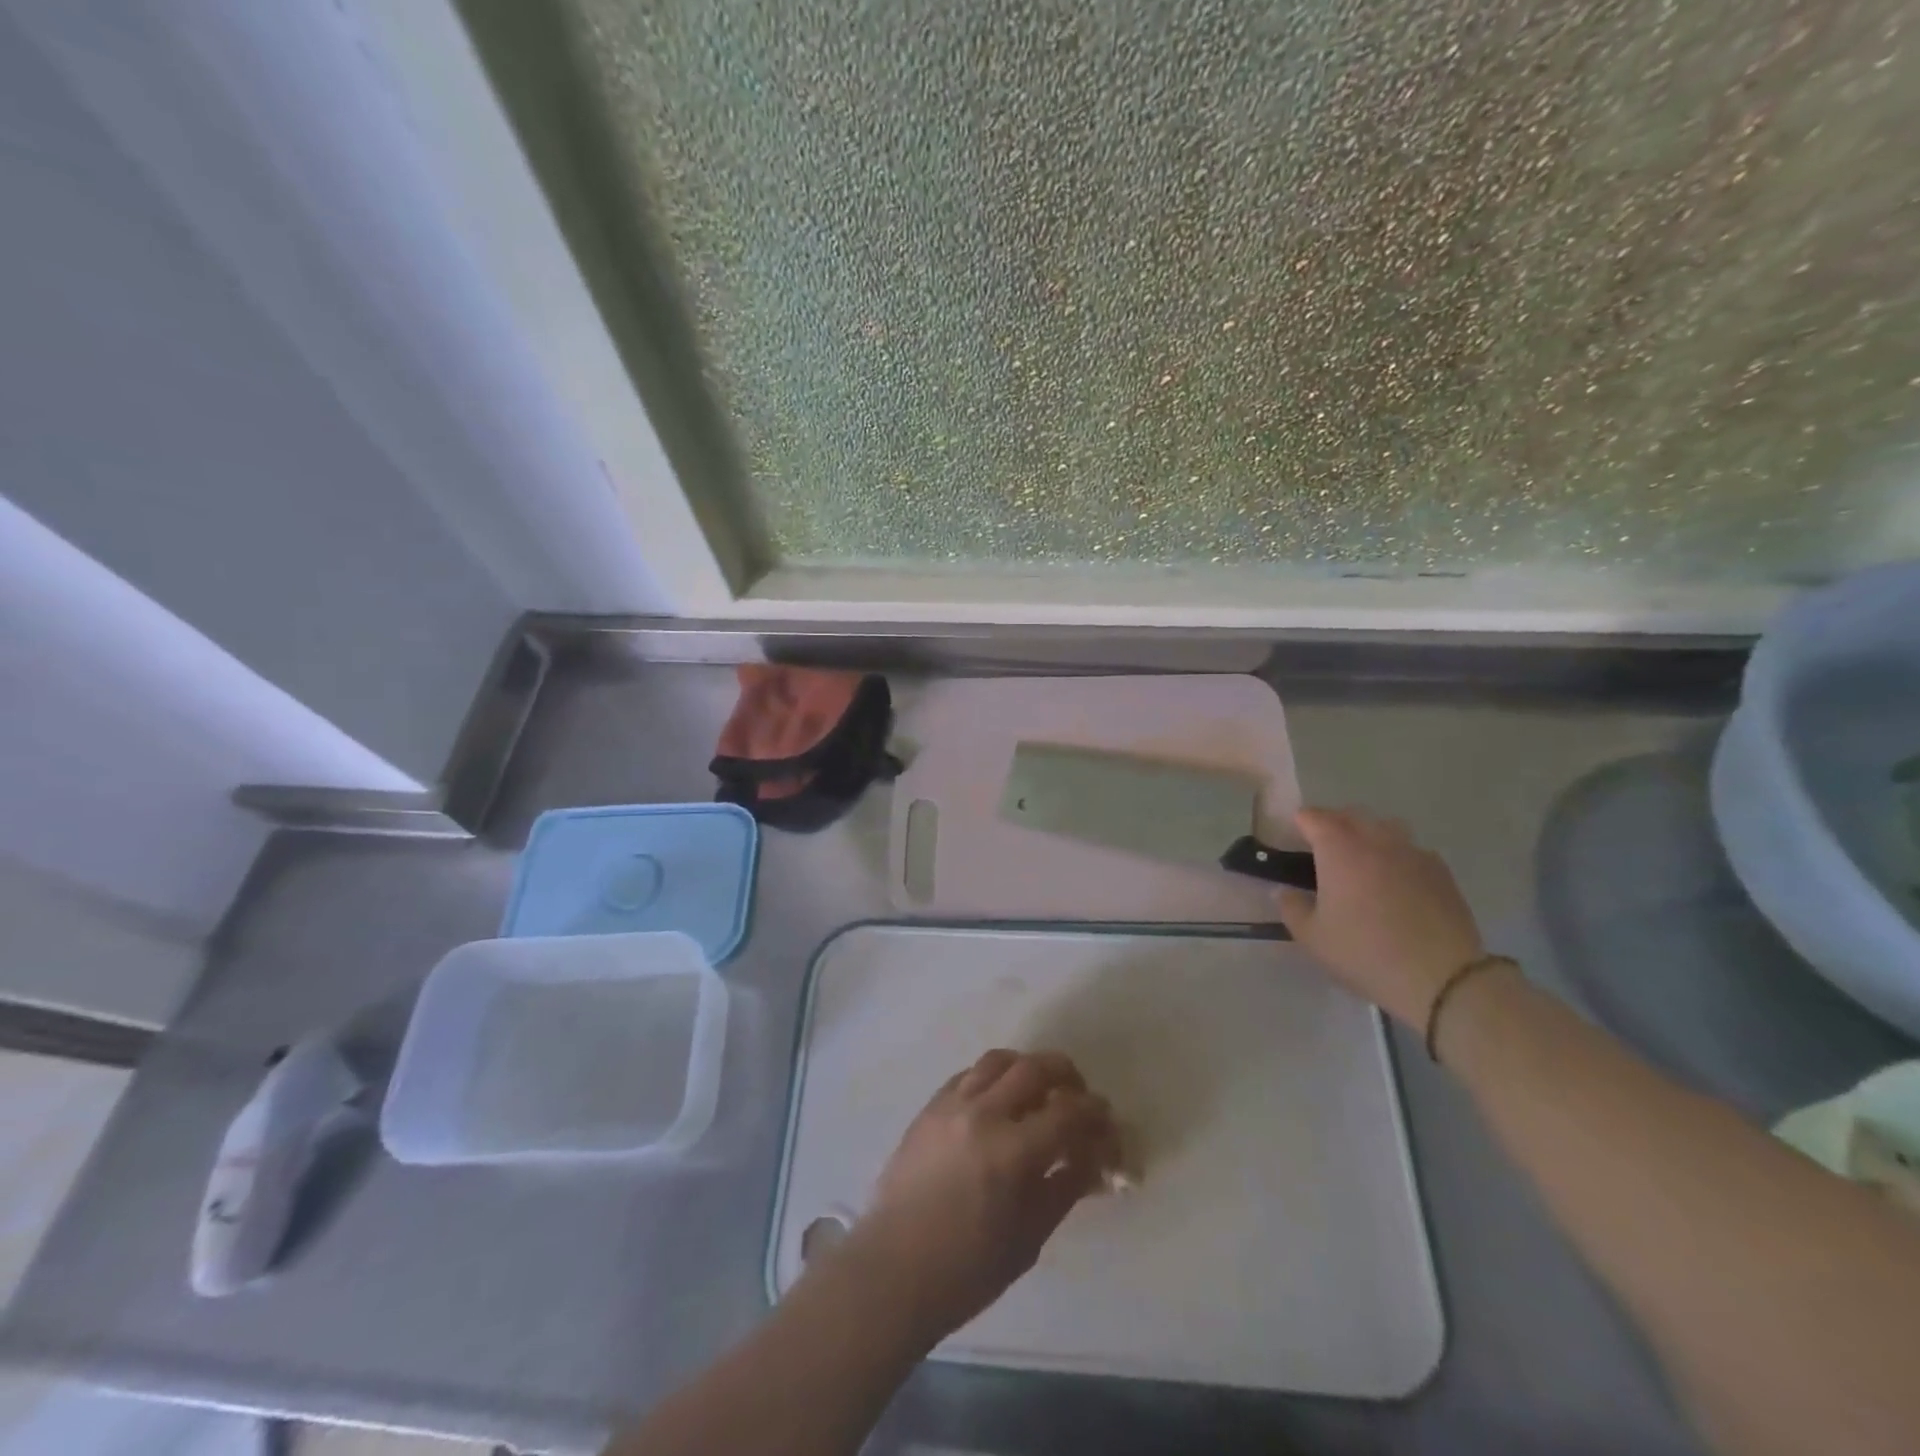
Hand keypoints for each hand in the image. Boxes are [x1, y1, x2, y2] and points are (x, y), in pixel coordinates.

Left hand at [836, 1049, 1119, 1347]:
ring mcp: (951, 1104)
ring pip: (999, 1060)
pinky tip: (998, 1100)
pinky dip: (992, 1077)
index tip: (1105, 1120)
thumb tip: (1092, 1158)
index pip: (1068, 1112)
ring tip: (1038, 1089)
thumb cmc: (966, 1269)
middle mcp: (983, 1114)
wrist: (893, 1270)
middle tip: (1077, 1094)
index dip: (1095, 1113)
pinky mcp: (929, 1107)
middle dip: (1066, 1074)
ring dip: (1027, 1067)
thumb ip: (1064, 1188)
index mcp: (1012, 1152)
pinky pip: (968, 1074)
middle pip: (1034, 1067)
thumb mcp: (1029, 1237)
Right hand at [1275, 807, 1485, 1029]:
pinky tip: (1396, 880)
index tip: (1292, 837)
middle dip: (1332, 824)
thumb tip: (1286, 891)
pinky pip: (1412, 850)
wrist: (1441, 978)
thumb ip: (1292, 907)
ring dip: (1368, 834)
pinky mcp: (1441, 872)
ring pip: (1385, 827)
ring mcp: (1413, 853)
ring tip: (1361, 858)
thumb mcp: (1312, 937)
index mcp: (1339, 850)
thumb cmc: (1365, 953)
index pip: (1314, 818)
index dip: (1300, 823)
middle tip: (1322, 847)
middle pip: (1350, 816)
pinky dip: (1397, 855)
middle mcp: (1376, 841)